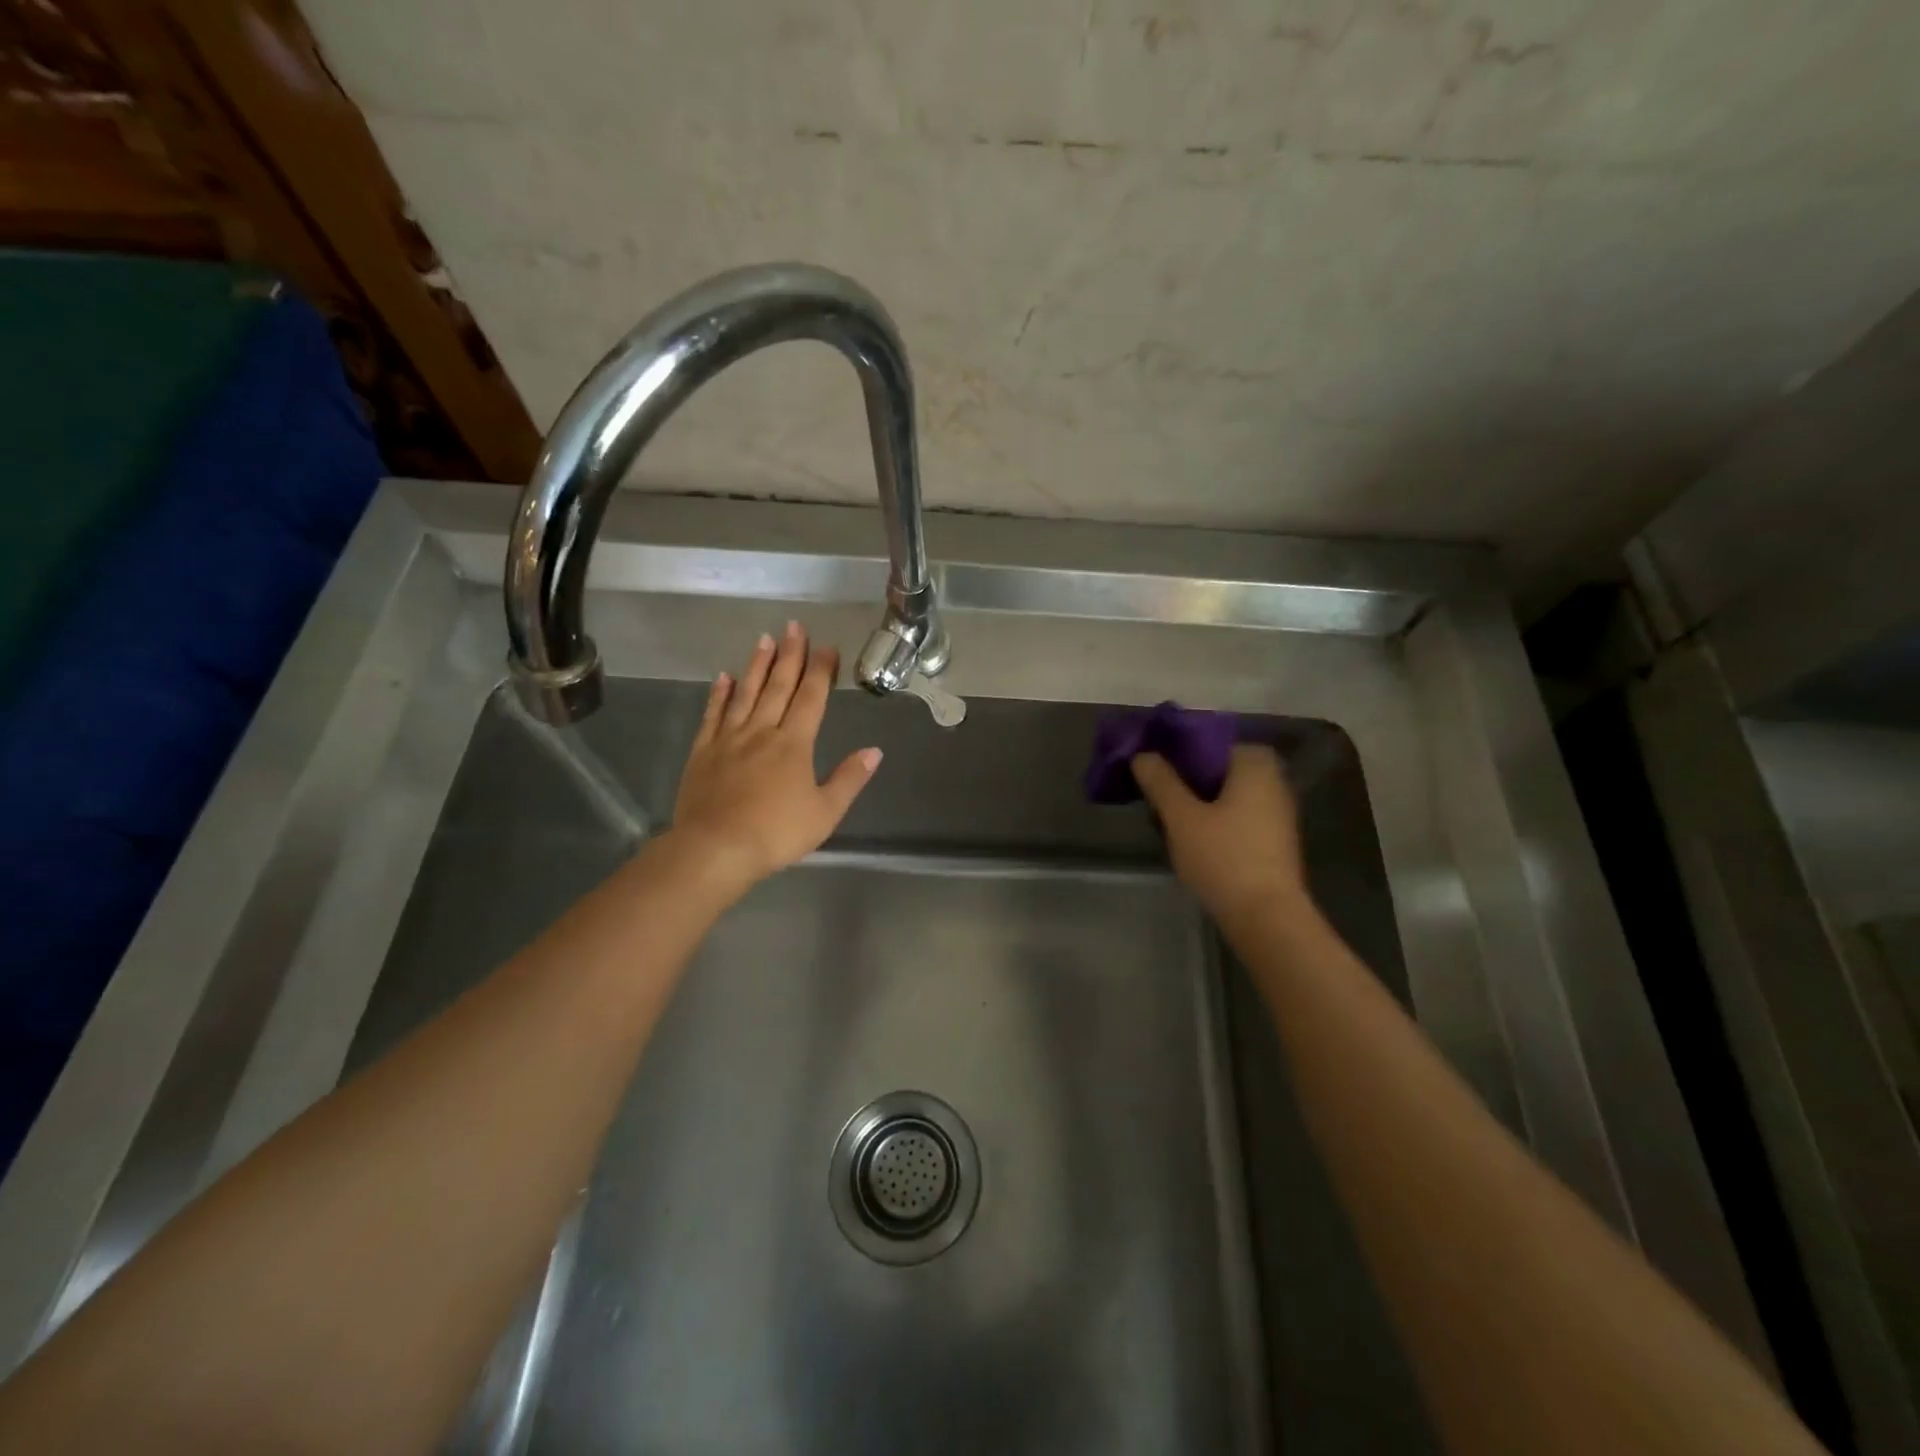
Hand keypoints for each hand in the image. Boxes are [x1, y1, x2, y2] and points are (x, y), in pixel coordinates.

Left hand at [669, 621, 881, 897]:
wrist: (715, 849)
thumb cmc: (776, 833)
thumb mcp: (825, 812)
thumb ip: (849, 779)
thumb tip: (874, 750)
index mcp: (794, 744)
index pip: (811, 698)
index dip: (821, 671)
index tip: (827, 647)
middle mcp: (762, 732)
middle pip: (778, 686)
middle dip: (790, 655)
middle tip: (794, 626)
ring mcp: (729, 739)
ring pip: (746, 693)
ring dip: (757, 665)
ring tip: (764, 638)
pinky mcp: (703, 751)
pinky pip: (713, 715)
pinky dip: (719, 694)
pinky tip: (724, 678)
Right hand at [1132, 744, 1309, 925]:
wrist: (1268, 919)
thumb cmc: (1224, 858)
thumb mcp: (1182, 818)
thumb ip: (1160, 782)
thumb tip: (1142, 754)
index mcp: (1254, 764)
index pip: (1210, 741)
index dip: (1177, 749)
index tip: (1150, 763)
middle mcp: (1273, 780)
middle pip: (1219, 767)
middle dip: (1186, 776)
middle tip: (1153, 790)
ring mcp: (1277, 812)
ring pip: (1227, 793)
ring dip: (1198, 799)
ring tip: (1165, 814)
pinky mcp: (1274, 840)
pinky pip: (1237, 815)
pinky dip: (1214, 818)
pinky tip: (1190, 836)